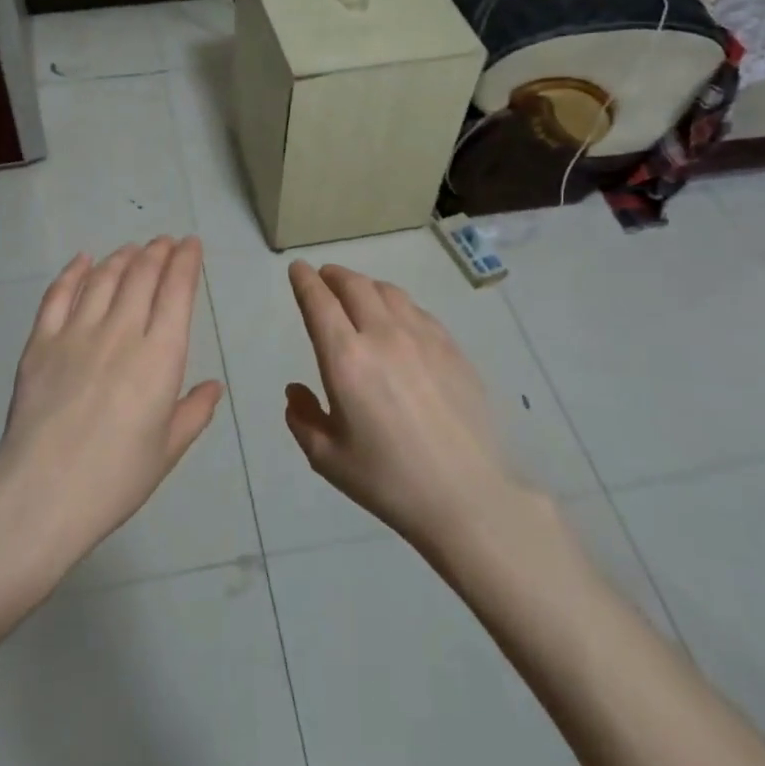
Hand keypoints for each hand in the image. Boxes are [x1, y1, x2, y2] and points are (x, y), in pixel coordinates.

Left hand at [0, 236, 225, 575]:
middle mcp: (121, 333)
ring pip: (104, 278)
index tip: (190, 244)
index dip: (186, 262)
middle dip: (158, 252)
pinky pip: (59, 295)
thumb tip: (213, 386)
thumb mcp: (167, 450)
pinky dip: (73, 272)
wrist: (42, 493)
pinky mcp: (41, 342)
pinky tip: (83, 260)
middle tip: (164, 241)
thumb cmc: (115, 478)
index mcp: (160, 357)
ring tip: (132, 249)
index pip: (177, 292)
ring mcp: (77, 333)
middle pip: (142, 276)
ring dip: (122, 258)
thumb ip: (193, 412)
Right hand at [284, 260, 527, 551]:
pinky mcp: (452, 348)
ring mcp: (423, 338)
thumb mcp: (328, 459)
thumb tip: (296, 390)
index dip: (305, 281)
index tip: (297, 269)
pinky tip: (398, 318)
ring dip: (365, 285)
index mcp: (346, 359)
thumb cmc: (389, 480)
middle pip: (354, 285)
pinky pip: (417, 310)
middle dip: (333, 275)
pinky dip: (397, 303)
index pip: (319, 302)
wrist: (468, 496)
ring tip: (358, 293)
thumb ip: (303, 418)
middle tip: (324, 277)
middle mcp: (383, 335)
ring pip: (388, 292)